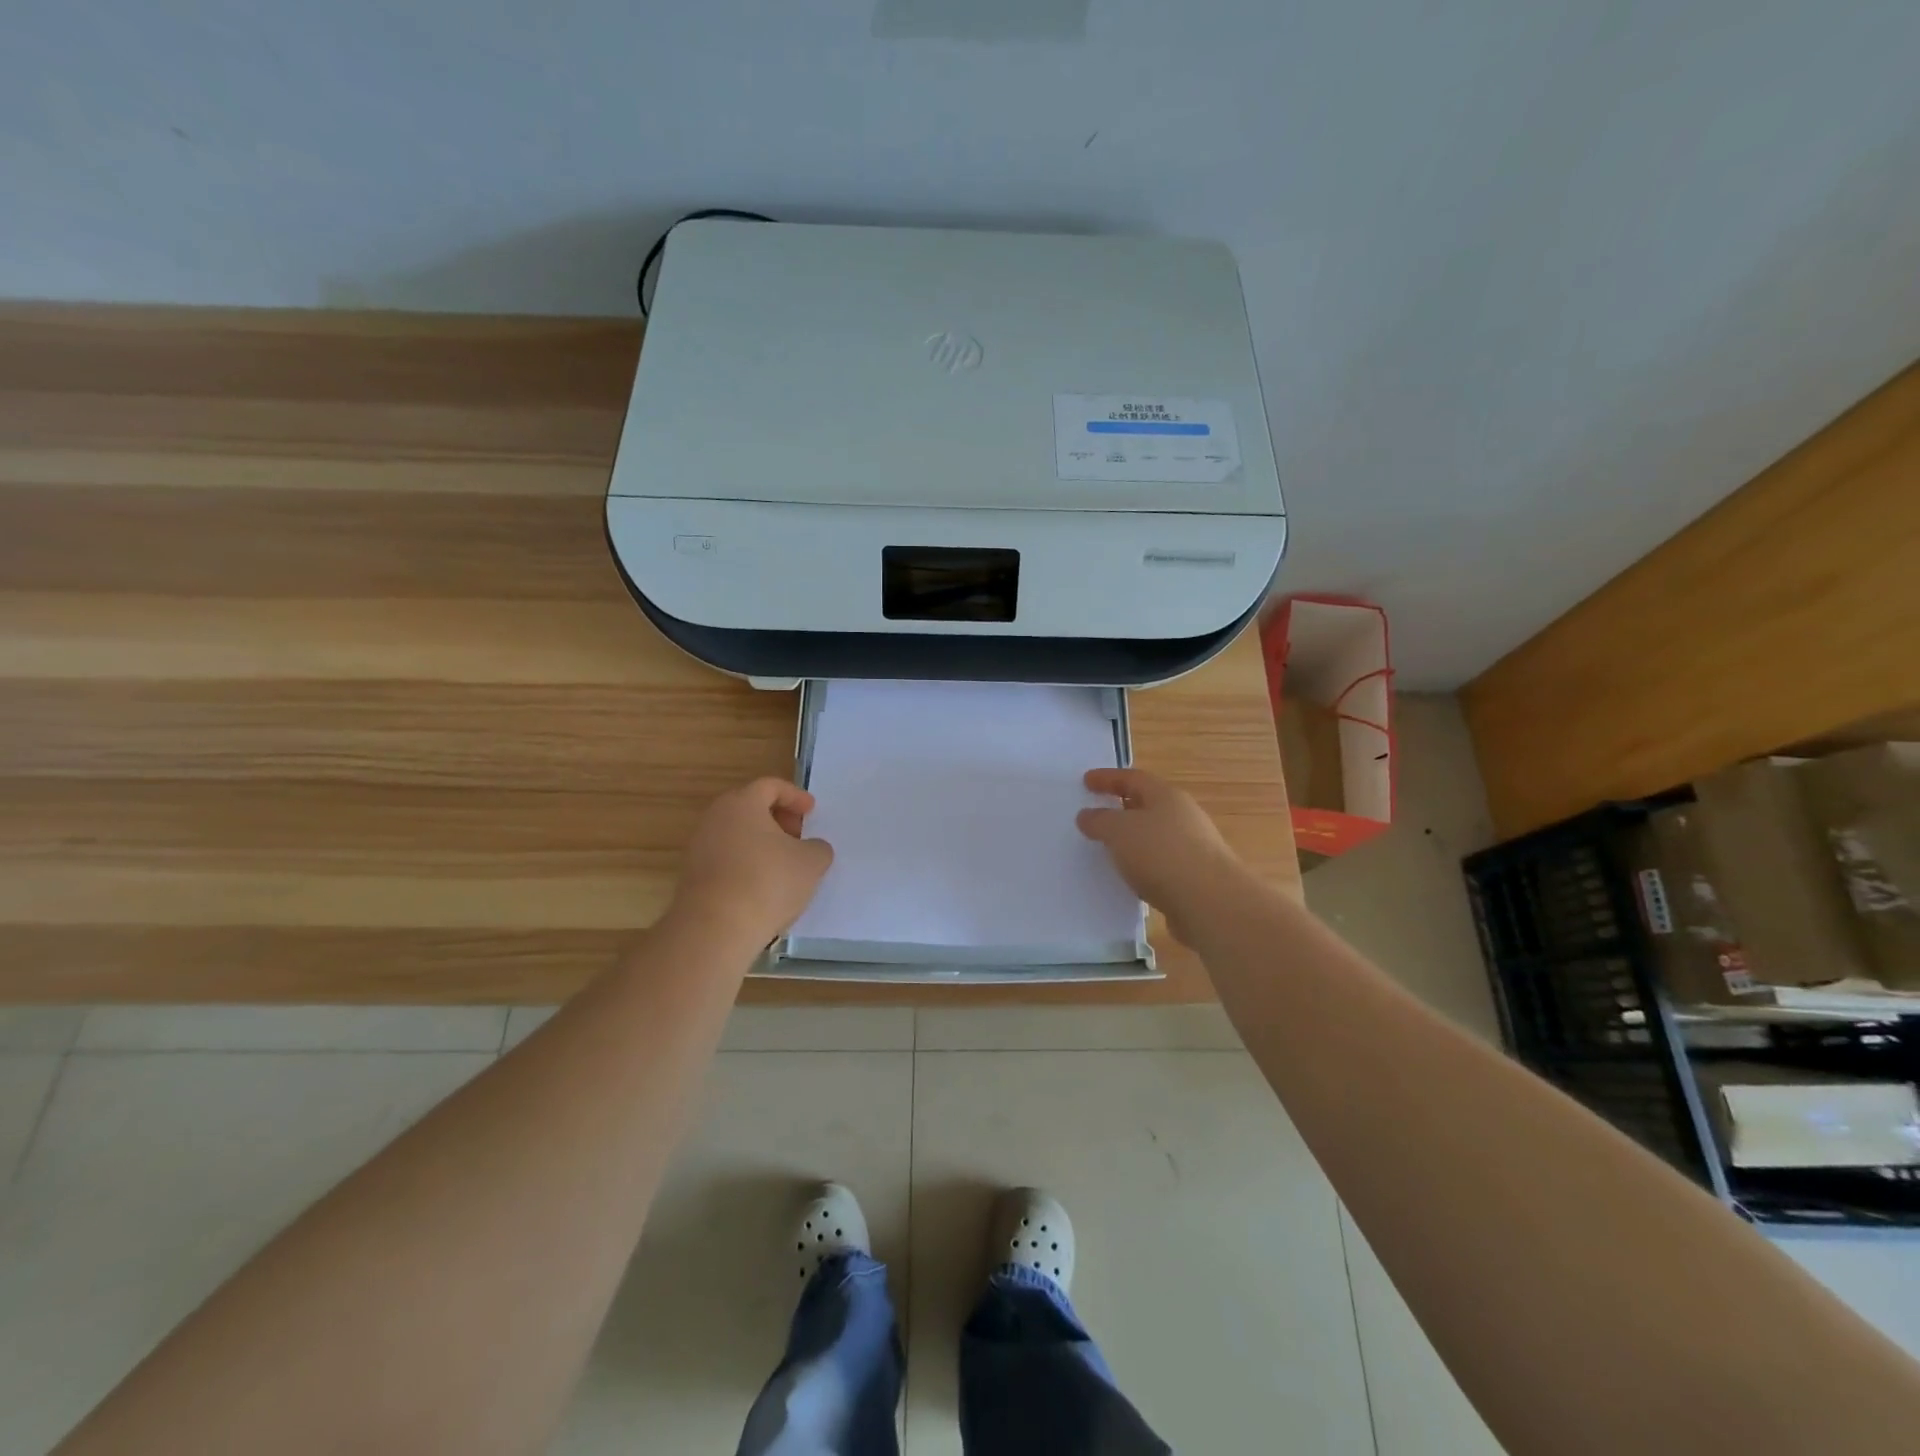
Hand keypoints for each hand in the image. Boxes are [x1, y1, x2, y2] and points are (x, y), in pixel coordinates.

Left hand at [667, 778, 834, 948]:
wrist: (715, 928)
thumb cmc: (768, 882)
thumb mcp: (811, 862)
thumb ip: (818, 848)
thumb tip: (811, 848)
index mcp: (742, 803)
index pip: (770, 786)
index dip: (795, 796)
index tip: (811, 811)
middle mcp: (715, 818)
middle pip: (750, 808)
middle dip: (778, 819)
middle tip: (798, 837)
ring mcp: (699, 847)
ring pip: (736, 834)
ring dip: (761, 844)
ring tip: (784, 866)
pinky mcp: (692, 876)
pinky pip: (726, 859)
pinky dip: (746, 864)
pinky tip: (763, 887)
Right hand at [1077, 768, 1248, 944]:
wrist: (1210, 903)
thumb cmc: (1161, 854)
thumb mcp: (1119, 831)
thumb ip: (1100, 821)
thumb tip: (1087, 815)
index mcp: (1167, 796)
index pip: (1133, 778)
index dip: (1108, 778)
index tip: (1086, 781)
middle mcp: (1184, 817)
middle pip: (1148, 805)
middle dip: (1122, 808)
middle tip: (1097, 813)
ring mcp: (1193, 848)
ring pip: (1155, 837)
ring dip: (1133, 840)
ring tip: (1108, 849)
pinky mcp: (1194, 878)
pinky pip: (1161, 864)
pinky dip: (1143, 866)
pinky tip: (1130, 878)